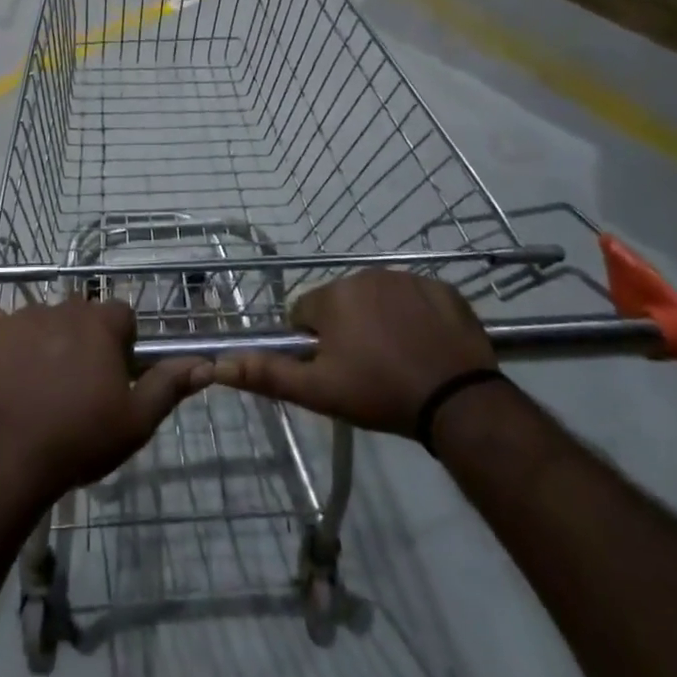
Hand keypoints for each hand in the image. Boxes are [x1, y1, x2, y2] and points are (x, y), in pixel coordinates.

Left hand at [0, 298, 208, 508]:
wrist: (4, 461)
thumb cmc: (78, 440)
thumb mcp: (135, 422)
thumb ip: (169, 386)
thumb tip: (206, 364)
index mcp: (99, 323)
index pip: (121, 315)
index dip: (121, 343)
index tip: (113, 374)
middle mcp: (61, 307)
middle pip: (80, 315)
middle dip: (82, 340)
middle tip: (76, 385)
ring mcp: (20, 315)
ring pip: (42, 320)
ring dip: (45, 342)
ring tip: (37, 386)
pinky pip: (2, 327)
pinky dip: (6, 345)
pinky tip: (6, 377)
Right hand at [212, 269, 495, 435]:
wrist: (458, 401)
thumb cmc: (380, 393)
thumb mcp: (319, 391)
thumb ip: (267, 374)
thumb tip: (219, 365)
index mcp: (333, 296)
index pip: (304, 312)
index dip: (312, 342)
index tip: (333, 368)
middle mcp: (365, 276)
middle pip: (341, 302)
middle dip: (347, 329)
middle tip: (366, 369)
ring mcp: (408, 279)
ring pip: (378, 298)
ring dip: (380, 321)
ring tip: (398, 360)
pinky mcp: (443, 289)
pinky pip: (417, 299)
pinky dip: (416, 317)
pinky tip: (427, 347)